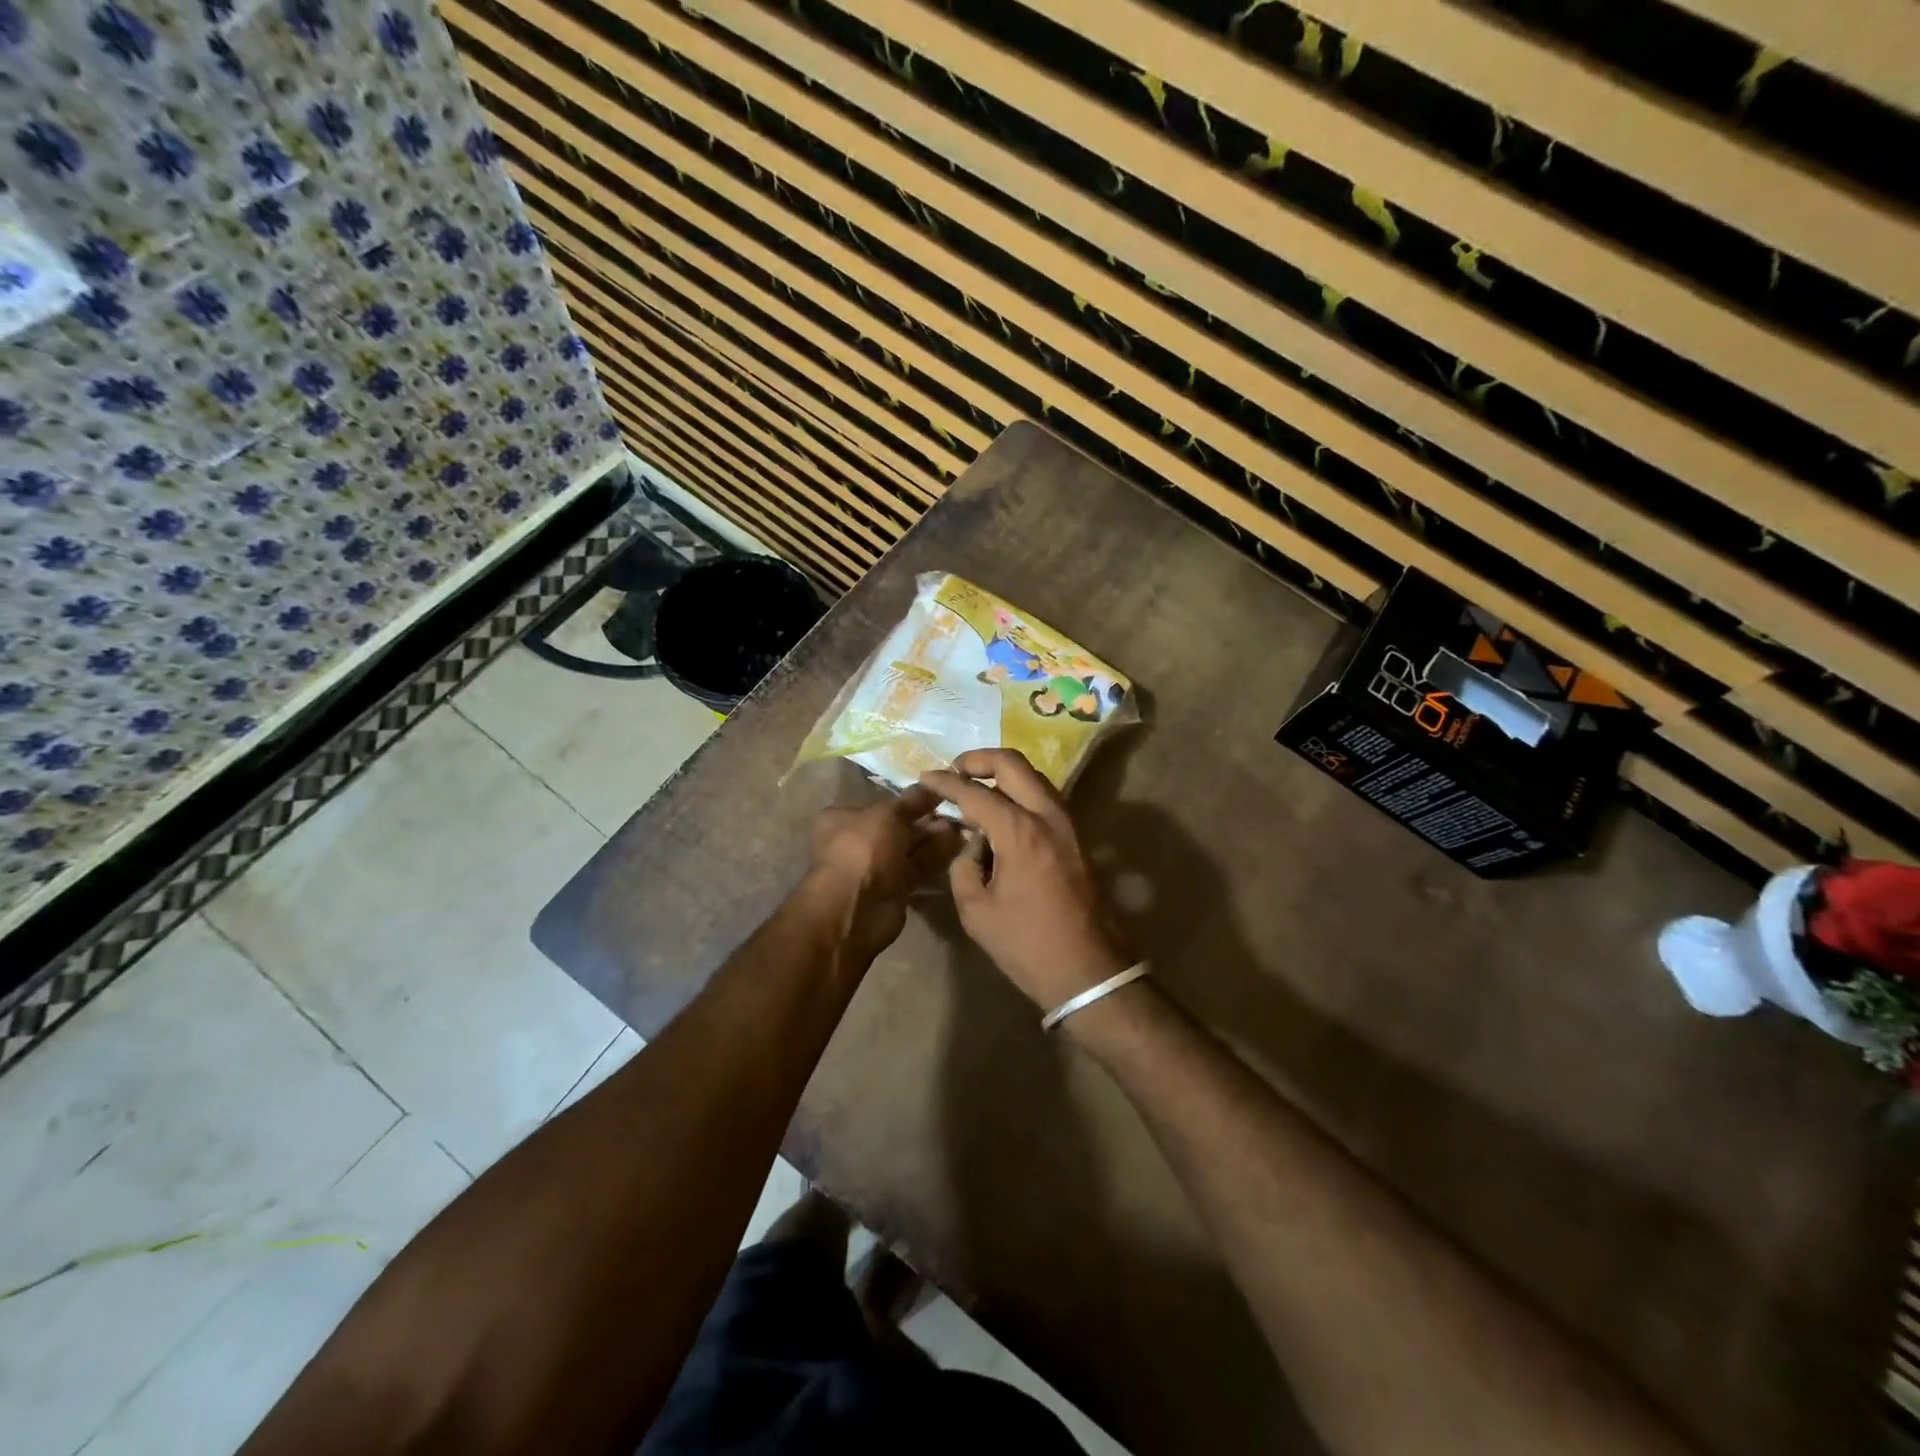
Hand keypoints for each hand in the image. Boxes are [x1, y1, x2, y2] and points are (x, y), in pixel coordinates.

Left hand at [807, 785, 961, 961]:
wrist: (856, 908)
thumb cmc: (863, 849)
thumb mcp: (888, 814)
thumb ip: (912, 800)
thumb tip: (932, 786)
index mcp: (842, 819)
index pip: (879, 804)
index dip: (907, 800)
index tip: (935, 795)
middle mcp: (856, 842)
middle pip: (897, 827)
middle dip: (925, 820)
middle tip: (955, 811)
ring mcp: (875, 868)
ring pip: (909, 849)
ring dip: (934, 838)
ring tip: (962, 826)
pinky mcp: (893, 890)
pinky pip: (917, 868)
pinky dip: (935, 858)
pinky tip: (958, 845)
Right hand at [921, 749, 1129, 1012]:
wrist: (1090, 972)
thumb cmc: (1028, 946)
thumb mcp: (977, 911)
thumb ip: (964, 865)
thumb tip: (972, 842)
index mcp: (1020, 831)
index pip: (975, 792)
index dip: (946, 782)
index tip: (925, 777)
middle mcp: (1048, 816)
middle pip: (1013, 764)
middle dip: (979, 759)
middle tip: (955, 769)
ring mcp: (1069, 824)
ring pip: (1034, 777)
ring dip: (1003, 774)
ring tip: (975, 790)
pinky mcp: (1078, 838)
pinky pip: (1045, 799)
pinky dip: (1020, 793)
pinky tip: (1001, 814)